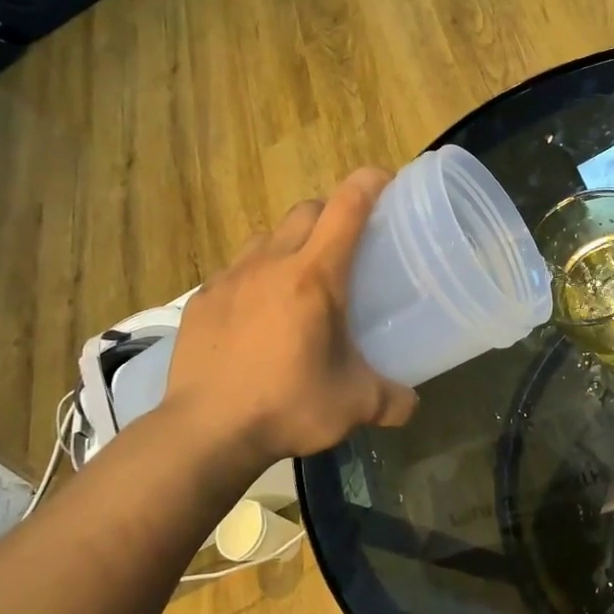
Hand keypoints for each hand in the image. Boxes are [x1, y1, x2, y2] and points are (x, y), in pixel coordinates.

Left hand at [161, 169, 417, 462]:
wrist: (205, 432)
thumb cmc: (288, 406)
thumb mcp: (355, 406)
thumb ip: (392, 400)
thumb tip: (412, 403)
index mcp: (314, 277)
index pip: (346, 208)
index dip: (369, 184)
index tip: (386, 181)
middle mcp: (271, 263)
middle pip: (306, 210)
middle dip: (331, 213)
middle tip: (348, 243)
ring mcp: (230, 278)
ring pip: (267, 236)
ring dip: (291, 242)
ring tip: (301, 277)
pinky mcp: (201, 299)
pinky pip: (236, 270)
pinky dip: (256, 276)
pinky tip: (259, 313)